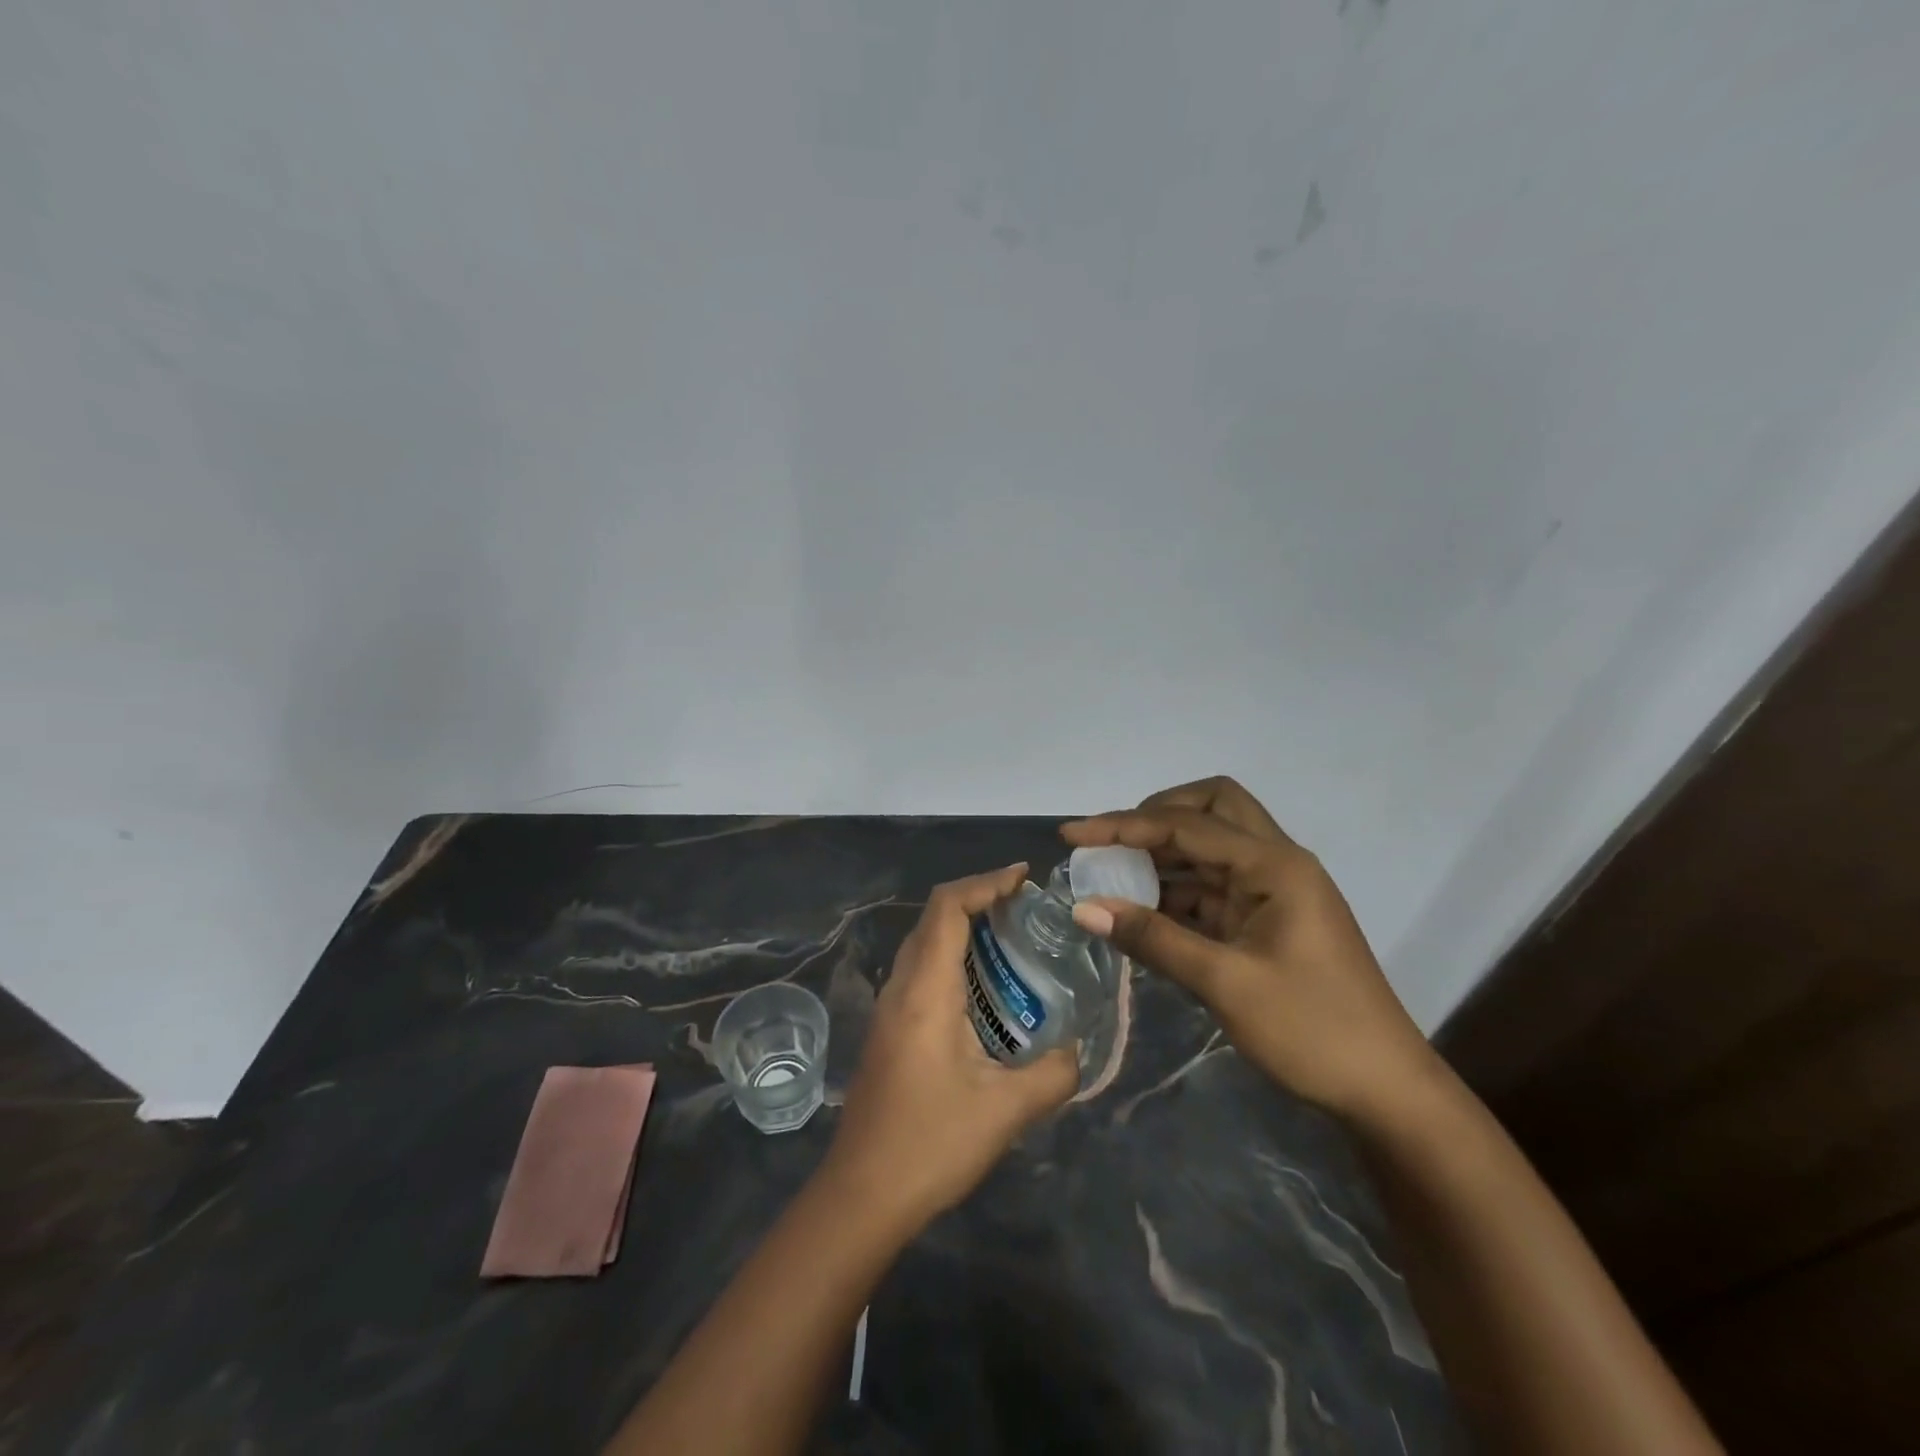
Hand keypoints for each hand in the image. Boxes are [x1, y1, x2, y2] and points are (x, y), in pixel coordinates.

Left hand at [822, 864, 1079, 1231]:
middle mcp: (900, 987)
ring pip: (923, 942)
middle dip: (978, 899)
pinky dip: (951, 957)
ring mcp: (888, 1008)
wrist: (861, 1196)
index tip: (1023, 878)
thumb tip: (1078, 1051)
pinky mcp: (887, 1029)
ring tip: (1011, 939)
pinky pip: (919, 970)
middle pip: (933, 917)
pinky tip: (983, 988)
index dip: (985, 882)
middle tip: (1025, 908)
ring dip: (963, 928)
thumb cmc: (931, 1144)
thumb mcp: (1005, 1111)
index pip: (948, 908)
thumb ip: (1053, 1074)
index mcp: (925, 991)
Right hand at [1062, 777, 1435, 1120]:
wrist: (1386, 1091)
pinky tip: (1141, 911)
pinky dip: (1176, 890)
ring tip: (1111, 875)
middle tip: (1113, 843)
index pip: (1186, 825)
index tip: (1072, 834)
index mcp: (1275, 865)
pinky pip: (1214, 886)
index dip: (1123, 825)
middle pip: (1212, 808)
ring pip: (1212, 846)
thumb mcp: (1226, 984)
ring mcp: (1274, 891)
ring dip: (1163, 854)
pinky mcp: (1267, 919)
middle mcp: (1276, 863)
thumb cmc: (1313, 1031)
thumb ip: (1153, 939)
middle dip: (1158, 815)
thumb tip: (1083, 909)